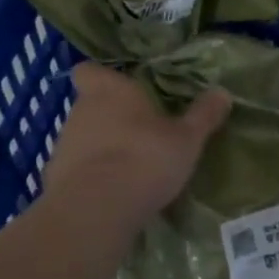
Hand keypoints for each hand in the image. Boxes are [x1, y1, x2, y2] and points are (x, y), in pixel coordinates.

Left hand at [42, 61, 230, 233]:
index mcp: (110, 90)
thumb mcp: (187, 139)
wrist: (96, 208)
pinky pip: (77, 169)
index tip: (122, 90)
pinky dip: (91, 176)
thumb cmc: (145, 158)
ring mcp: (64, 144)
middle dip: (111, 117)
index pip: (90, 70)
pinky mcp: (55, 177)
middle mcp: (81, 110)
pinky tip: (112, 194)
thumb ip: (203, 115)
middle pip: (90, 105)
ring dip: (102, 147)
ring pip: (83, 137)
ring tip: (130, 168)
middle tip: (141, 133)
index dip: (102, 78)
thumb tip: (223, 92)